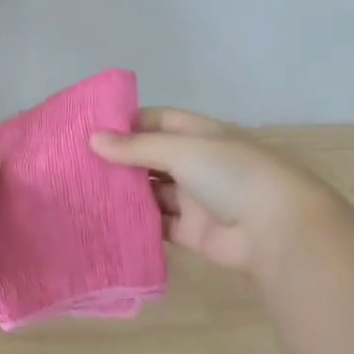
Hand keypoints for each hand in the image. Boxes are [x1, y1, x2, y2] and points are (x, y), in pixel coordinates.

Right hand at [91, 109, 330, 275]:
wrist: (276, 230)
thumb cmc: (232, 175)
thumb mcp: (183, 151)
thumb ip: (136, 147)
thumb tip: (93, 139)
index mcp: (201, 134)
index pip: (158, 120)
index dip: (127, 123)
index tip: (90, 130)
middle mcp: (197, 163)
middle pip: (152, 157)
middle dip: (120, 160)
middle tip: (77, 164)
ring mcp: (194, 199)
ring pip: (152, 192)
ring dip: (125, 192)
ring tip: (83, 191)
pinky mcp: (191, 232)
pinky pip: (158, 224)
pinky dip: (136, 223)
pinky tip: (106, 220)